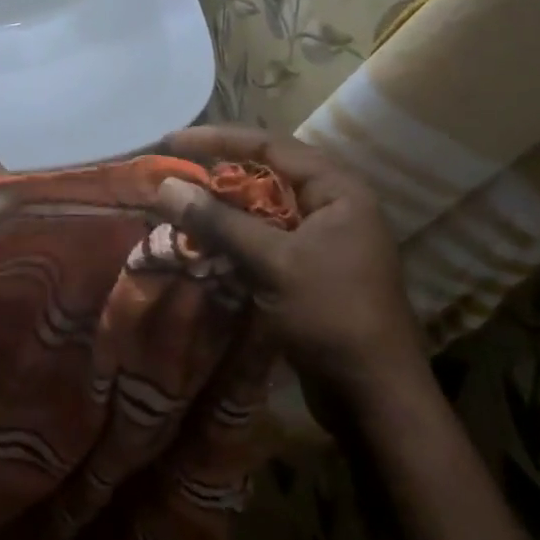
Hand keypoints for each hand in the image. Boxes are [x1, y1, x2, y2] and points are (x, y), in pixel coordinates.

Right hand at [154, 126, 424, 420]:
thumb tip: (165, 185)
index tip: (172, 142)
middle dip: (216, 175)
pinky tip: (200, 244)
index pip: (270, 145)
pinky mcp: (309, 269)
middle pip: (264, 174)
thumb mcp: (273, 262)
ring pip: (260, 209)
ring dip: (220, 209)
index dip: (218, 139)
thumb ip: (219, 220)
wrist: (375, 399)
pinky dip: (232, 238)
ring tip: (177, 207)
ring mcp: (322, 239)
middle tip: (171, 175)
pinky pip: (263, 239)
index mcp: (337, 190)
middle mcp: (332, 206)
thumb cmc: (332, 316)